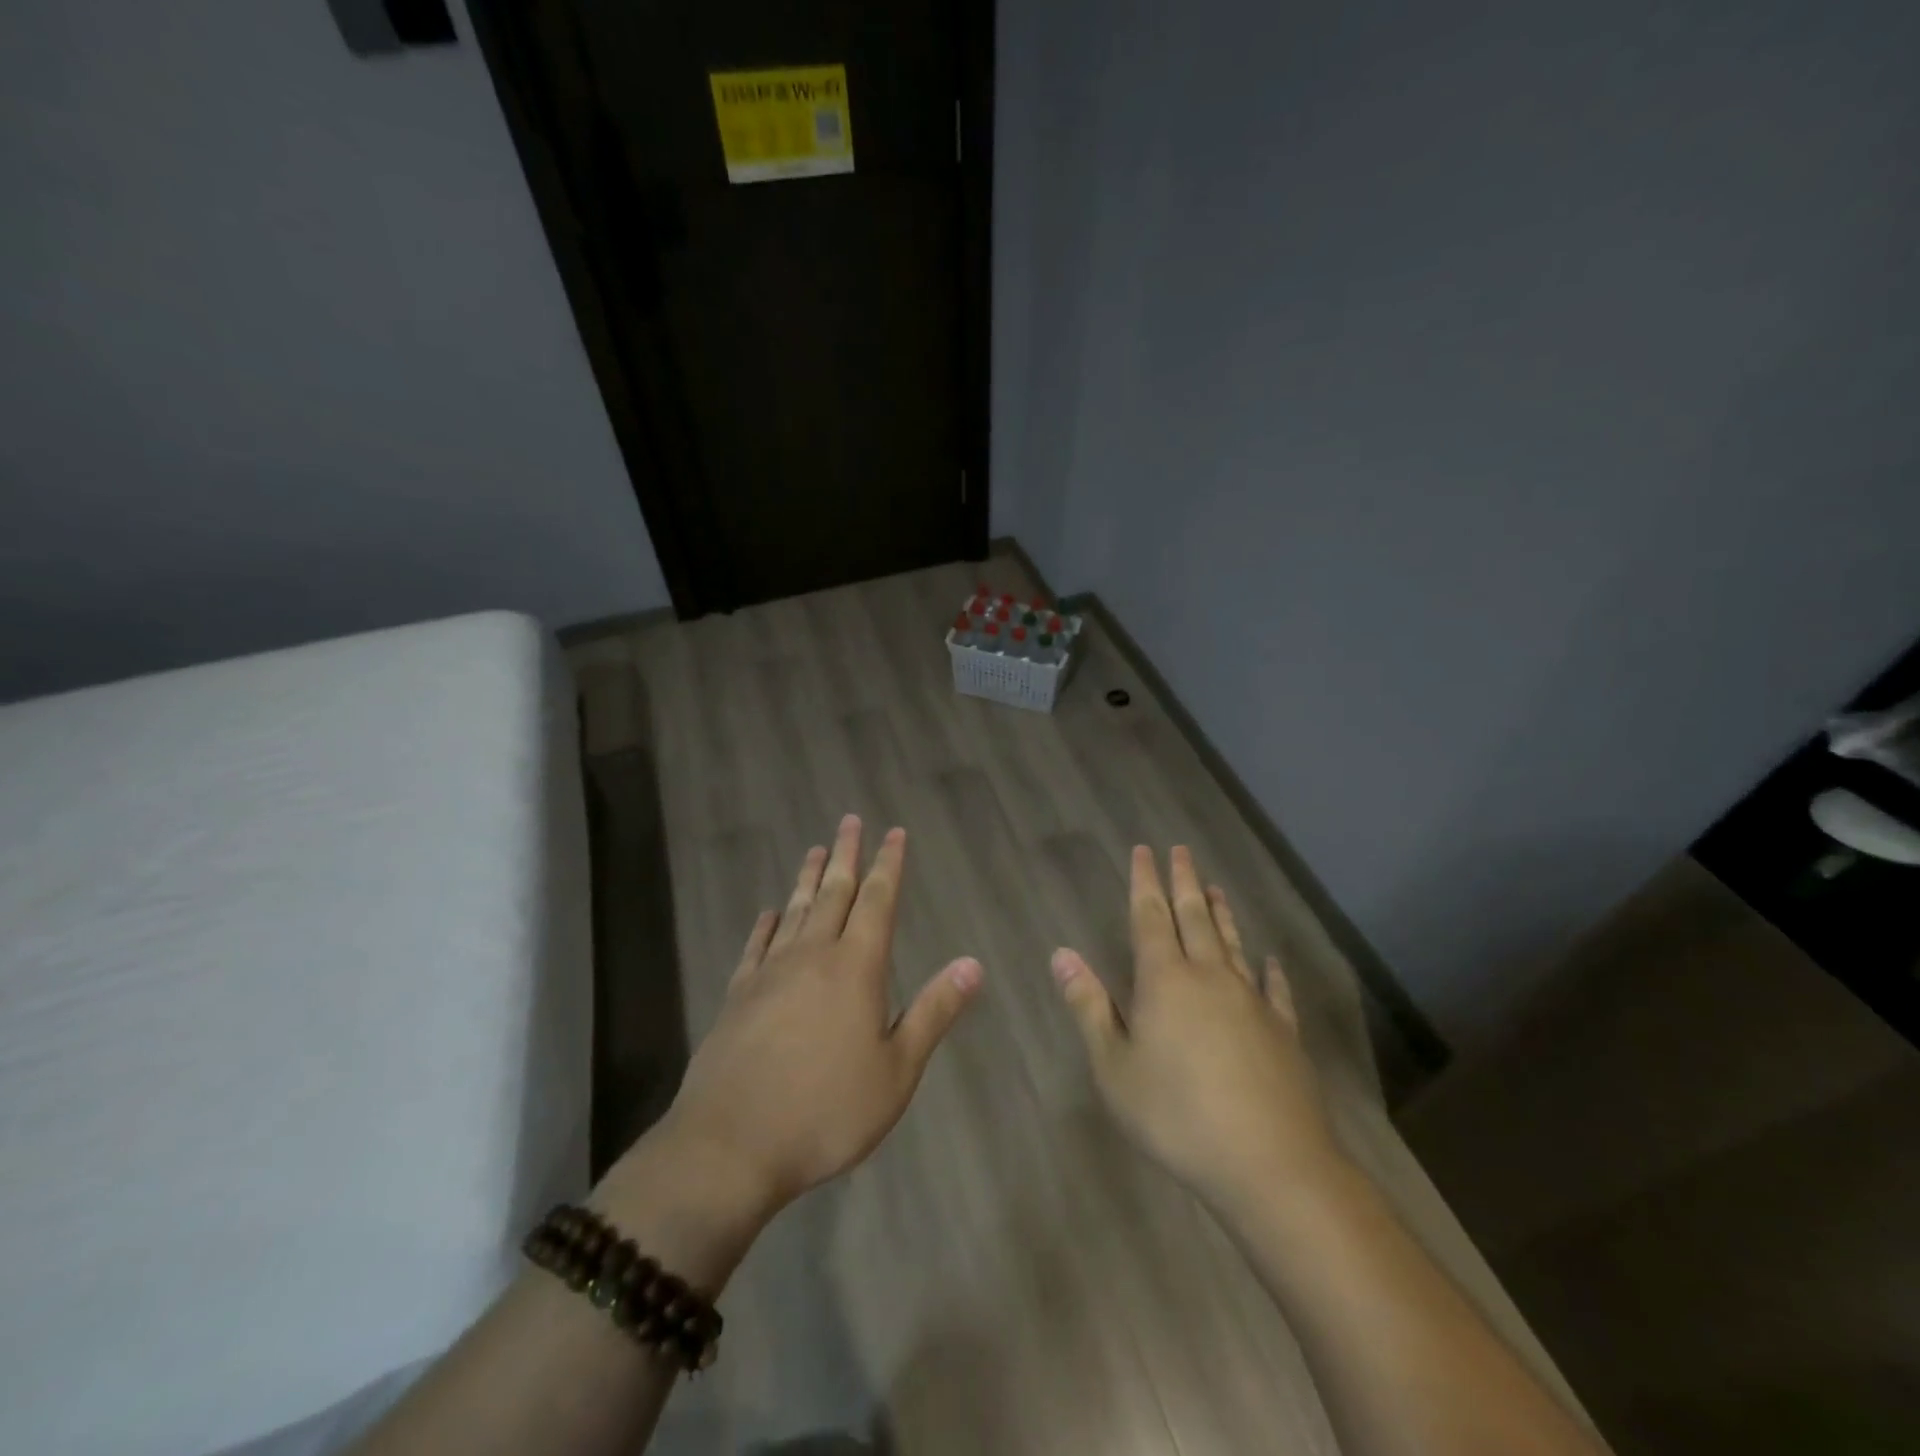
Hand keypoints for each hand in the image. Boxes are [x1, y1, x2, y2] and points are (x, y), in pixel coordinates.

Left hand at [651, 815, 983, 1220]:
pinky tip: (770, 913)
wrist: (731, 1145)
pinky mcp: (738, 995)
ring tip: (816, 849)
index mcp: (856, 968)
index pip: (877, 901)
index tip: (894, 833)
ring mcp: (770, 972)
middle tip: (851, 820)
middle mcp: (813, 955)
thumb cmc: (827, 1111)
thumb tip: (973, 964)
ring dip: (808, 878)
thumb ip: (933, 1012)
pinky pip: (756, 945)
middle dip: (846, 855)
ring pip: (795, 910)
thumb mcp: (897, 1071)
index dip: (888, 865)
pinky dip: (767, 924)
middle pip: (834, 892)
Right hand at [1051, 845, 1341, 1212]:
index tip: (1145, 850)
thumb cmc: (1176, 1114)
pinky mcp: (1283, 1031)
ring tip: (1216, 887)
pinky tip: (1268, 959)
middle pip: (1195, 917)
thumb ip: (1089, 1006)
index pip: (1151, 916)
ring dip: (1222, 913)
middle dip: (1184, 881)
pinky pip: (1274, 988)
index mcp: (1164, 980)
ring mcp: (1251, 1002)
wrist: (1268, 1162)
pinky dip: (1269, 969)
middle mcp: (1209, 977)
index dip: (1145, 882)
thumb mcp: (1114, 1066)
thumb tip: (1062, 954)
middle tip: (1181, 850)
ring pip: (1232, 943)